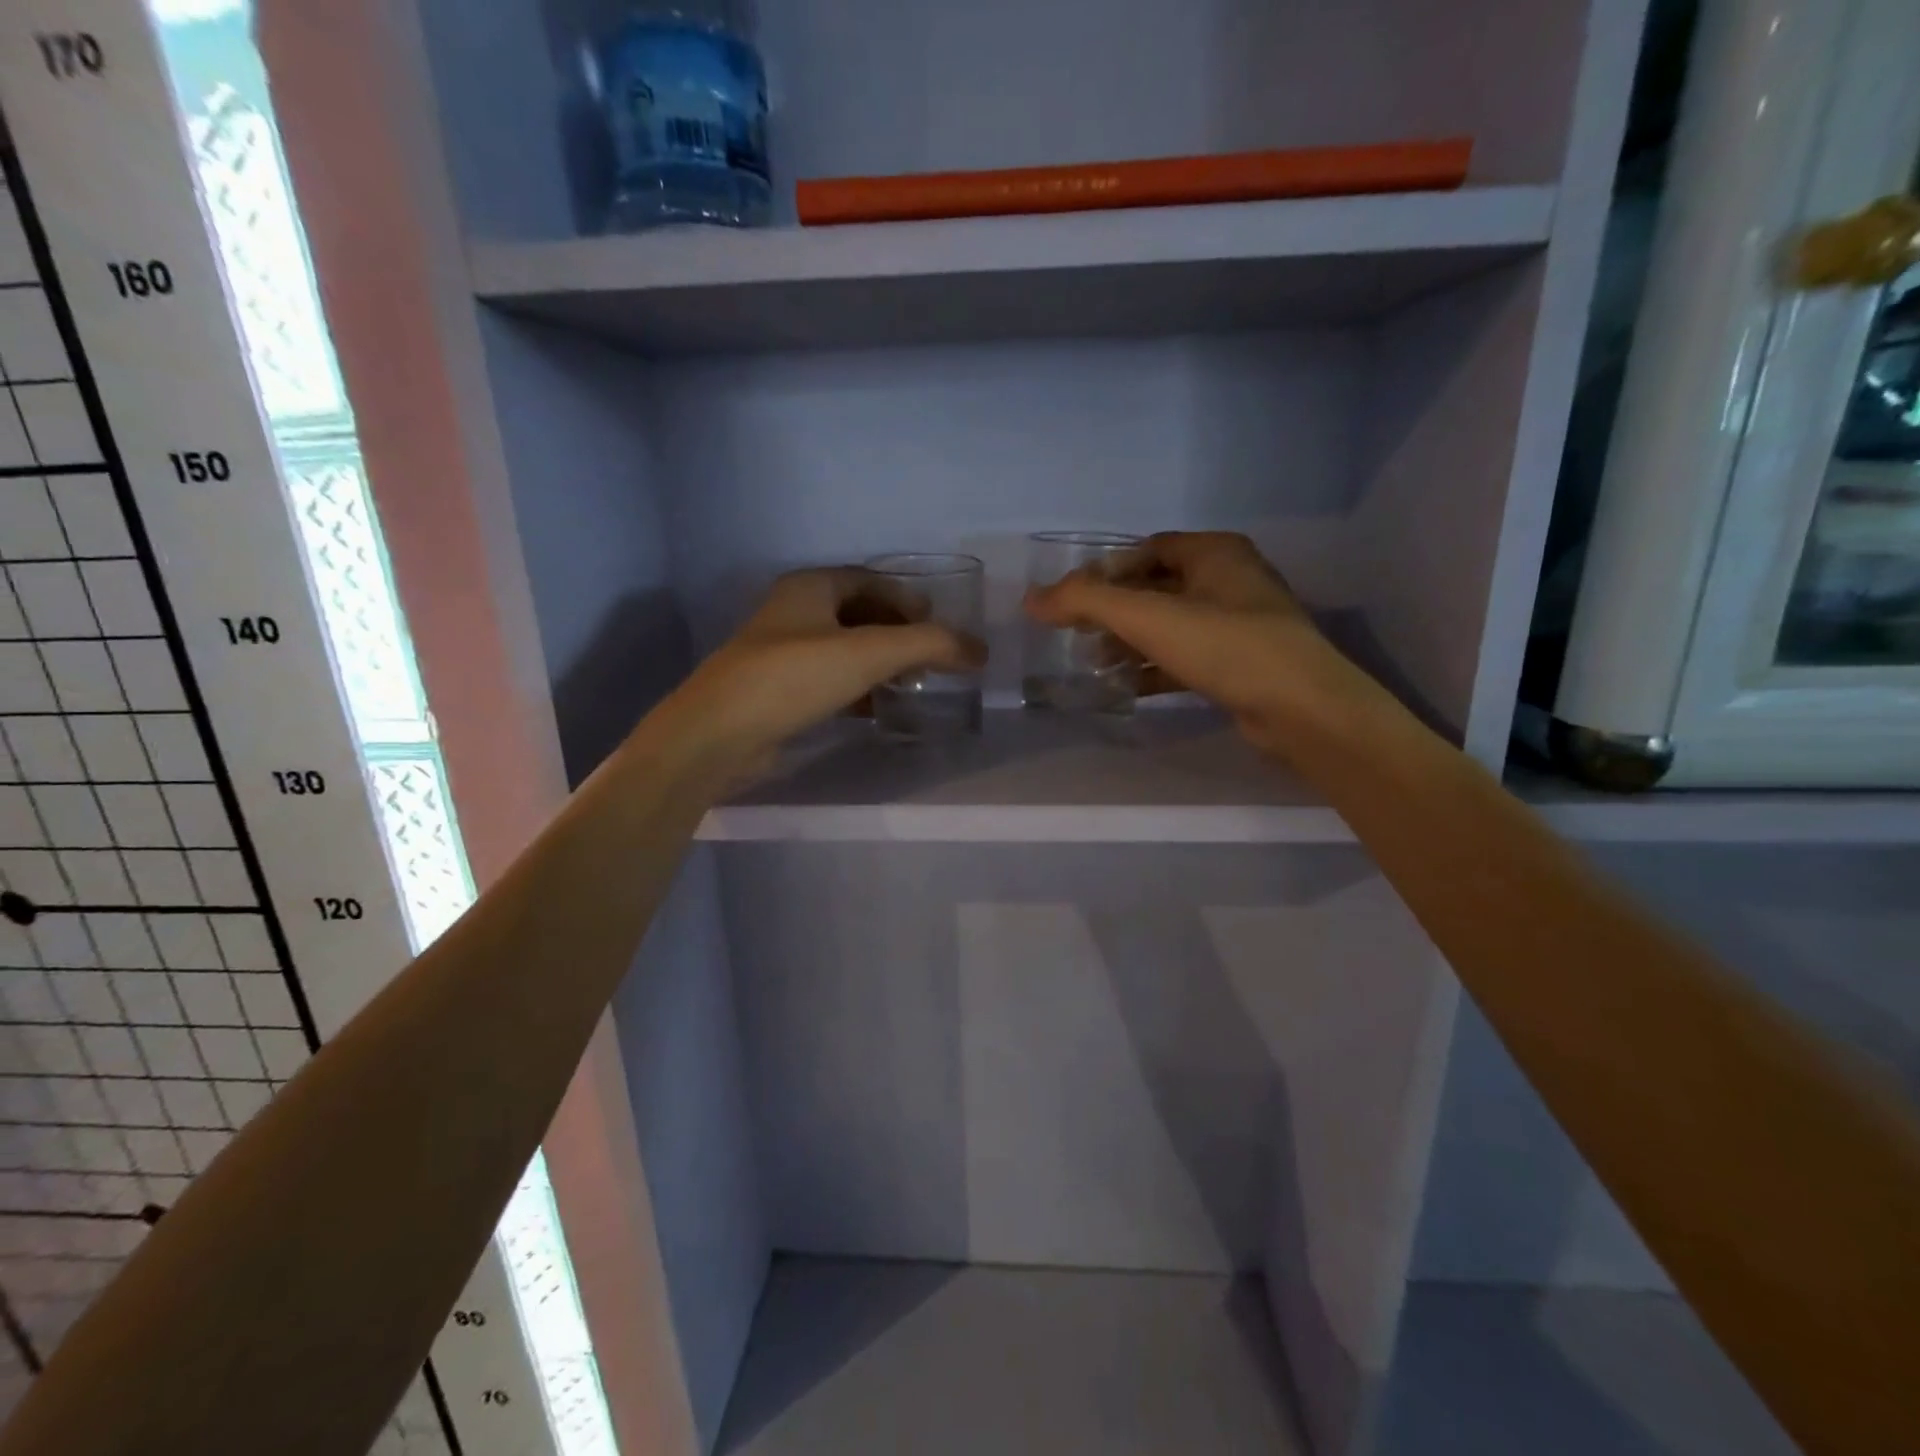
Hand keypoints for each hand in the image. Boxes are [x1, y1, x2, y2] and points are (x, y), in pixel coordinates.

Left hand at [658, 568, 982, 774]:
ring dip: (879, 662)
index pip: (871, 580)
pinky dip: (858, 688)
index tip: (939, 623)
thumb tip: (979, 650)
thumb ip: (929, 645)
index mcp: (810, 587)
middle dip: (897, 631)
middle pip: (859, 613)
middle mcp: (794, 612)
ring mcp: (782, 653)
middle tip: (930, 656)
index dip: (908, 598)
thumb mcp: (870, 652)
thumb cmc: (795, 676)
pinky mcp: (777, 691)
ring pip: (844, 649)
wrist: (720, 733)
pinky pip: (829, 680)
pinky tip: (877, 707)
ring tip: (912, 683)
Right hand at [1023, 532, 1373, 759]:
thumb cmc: (1226, 646)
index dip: (1106, 570)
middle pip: (1156, 588)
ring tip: (1094, 663)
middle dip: (1115, 611)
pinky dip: (1153, 668)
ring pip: (1170, 626)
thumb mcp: (1148, 617)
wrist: (1301, 708)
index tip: (1073, 599)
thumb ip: (1086, 602)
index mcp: (1215, 553)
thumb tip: (1031, 599)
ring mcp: (1239, 624)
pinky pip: (1185, 657)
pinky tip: (1125, 687)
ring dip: (1130, 642)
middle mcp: (1230, 580)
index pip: (1147, 549)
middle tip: (1078, 634)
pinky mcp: (1241, 664)